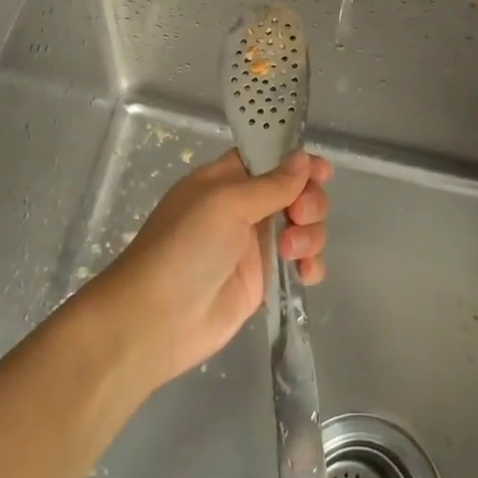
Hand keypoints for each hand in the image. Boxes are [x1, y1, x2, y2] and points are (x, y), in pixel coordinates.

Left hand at [87, 150, 330, 390]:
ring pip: (303, 227)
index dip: (298, 161)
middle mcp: (244, 207)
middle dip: (309, 200)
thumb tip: (304, 158)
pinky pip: (301, 264)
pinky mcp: (264, 281)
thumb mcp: (225, 203)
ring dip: (310, 234)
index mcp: (227, 179)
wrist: (156, 319)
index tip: (321, 171)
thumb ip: (271, 183)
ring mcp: (255, 245)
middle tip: (299, 215)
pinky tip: (306, 274)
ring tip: (291, 253)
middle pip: (296, 191)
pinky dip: (311, 265)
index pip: (270, 158)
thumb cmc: (185, 246)